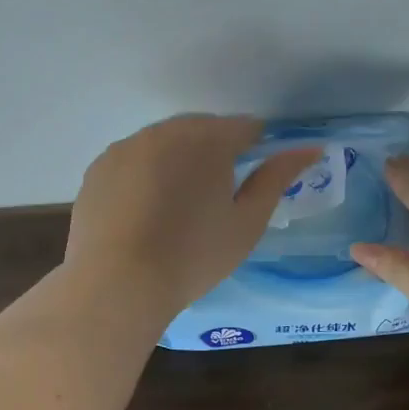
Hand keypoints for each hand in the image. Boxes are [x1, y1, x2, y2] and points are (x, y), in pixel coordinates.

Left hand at [65, 115, 321, 320]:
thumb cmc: (194, 255)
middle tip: (217, 196)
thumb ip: (277, 178)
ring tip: (179, 205)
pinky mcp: (98, 168)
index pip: (245, 127)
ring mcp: (126, 147)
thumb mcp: (248, 222)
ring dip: (178, 161)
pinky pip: (133, 161)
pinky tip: (146, 211)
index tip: (254, 178)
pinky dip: (145, 175)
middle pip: (202, 130)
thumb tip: (310, 148)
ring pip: (164, 143)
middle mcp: (165, 131)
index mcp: (208, 139)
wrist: (118, 282)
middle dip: (215, 152)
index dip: (256, 148)